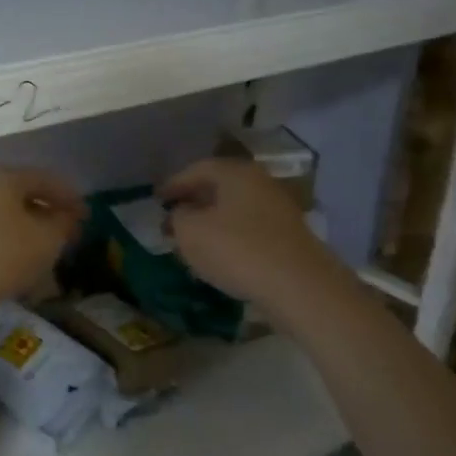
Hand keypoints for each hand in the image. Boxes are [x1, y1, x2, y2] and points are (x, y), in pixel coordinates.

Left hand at [0, 165, 83, 322]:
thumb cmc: (5, 254)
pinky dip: (12, 237)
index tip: (87, 215)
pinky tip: (24, 256)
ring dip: (31, 226)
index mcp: (2, 176)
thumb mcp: (47, 238)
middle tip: (70, 231)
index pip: (44, 179)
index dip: (69, 196)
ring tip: (50, 246)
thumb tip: (70, 215)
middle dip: (49, 212)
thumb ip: (64, 222)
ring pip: (7, 212)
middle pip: (23, 193)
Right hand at [160, 157, 322, 302]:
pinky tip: (220, 254)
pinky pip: (249, 228)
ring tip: (193, 238)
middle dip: (193, 201)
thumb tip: (181, 214)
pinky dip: (230, 235)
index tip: (156, 200)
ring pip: (235, 208)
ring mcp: (278, 209)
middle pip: (219, 186)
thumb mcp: (190, 232)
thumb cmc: (237, 250)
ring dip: (212, 219)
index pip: (197, 169)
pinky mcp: (288, 236)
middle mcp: (260, 183)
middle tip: (172, 217)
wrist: (299, 286)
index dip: (173, 184)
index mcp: (235, 173)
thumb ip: (178, 217)